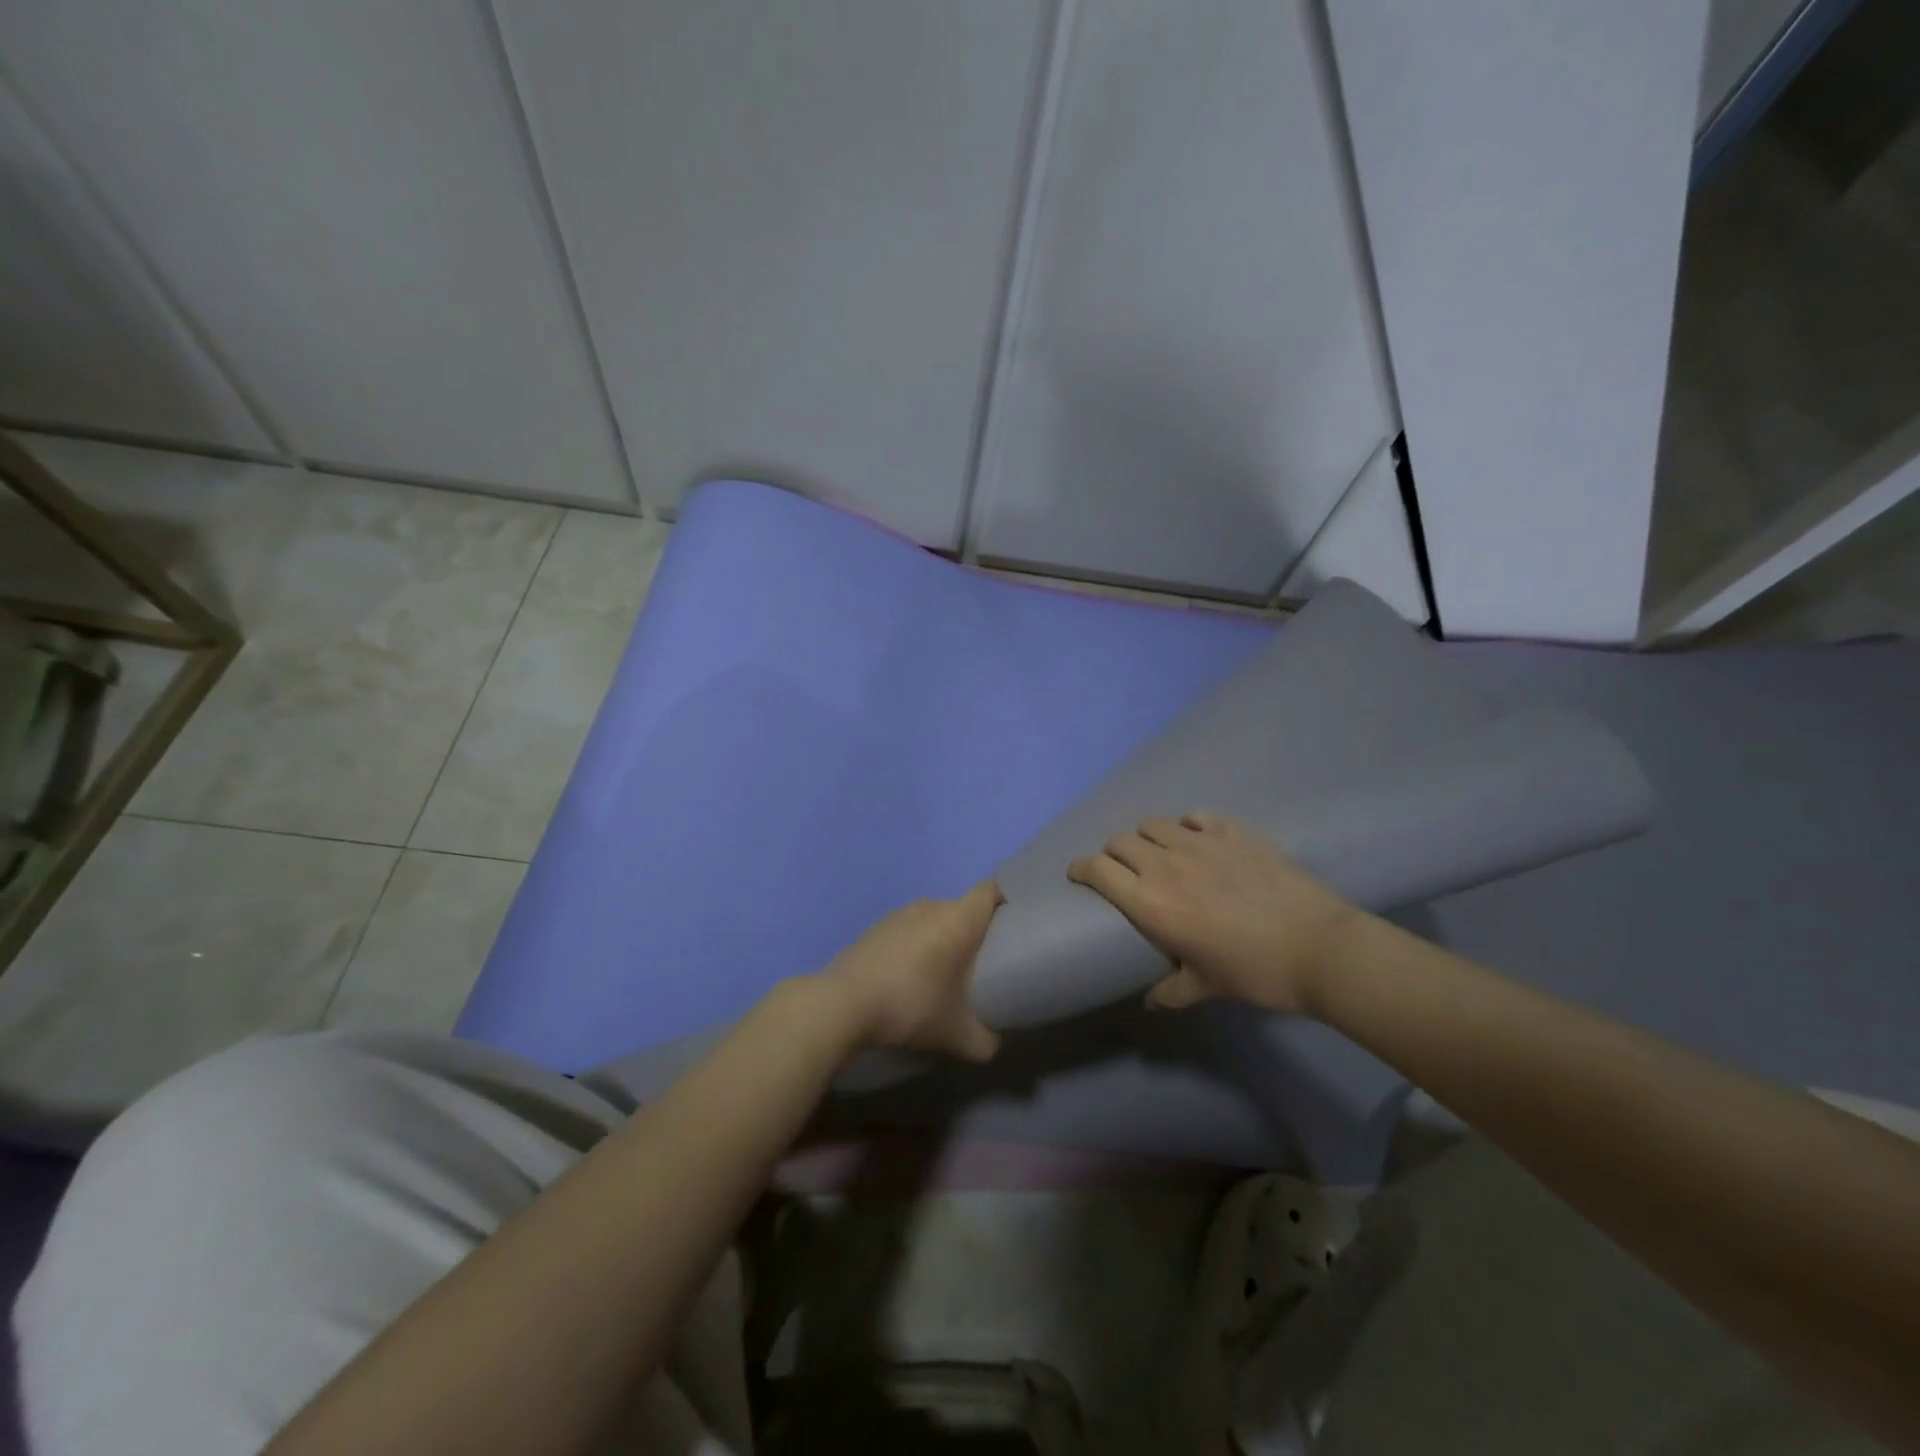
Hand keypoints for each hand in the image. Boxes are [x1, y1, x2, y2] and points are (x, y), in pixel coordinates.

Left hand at [820, 882, 1004, 1060]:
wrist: (843, 1005)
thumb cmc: (911, 1006)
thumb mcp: (957, 1036)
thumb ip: (986, 1041)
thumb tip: (994, 1044)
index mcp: (958, 919)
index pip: (990, 891)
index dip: (1004, 904)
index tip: (1011, 930)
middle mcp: (931, 906)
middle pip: (962, 908)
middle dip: (973, 932)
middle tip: (980, 966)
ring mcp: (899, 914)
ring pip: (933, 919)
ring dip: (941, 940)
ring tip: (943, 975)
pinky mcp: (875, 928)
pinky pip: (908, 930)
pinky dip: (914, 947)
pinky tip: (909, 979)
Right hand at [1067, 811, 1362, 1014]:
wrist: (1317, 946)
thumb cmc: (1254, 972)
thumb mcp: (1206, 987)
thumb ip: (1171, 991)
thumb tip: (1151, 1002)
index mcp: (1149, 902)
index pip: (1097, 870)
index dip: (1081, 869)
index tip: (1078, 874)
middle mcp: (1164, 865)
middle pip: (1120, 842)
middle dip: (1113, 854)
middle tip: (1123, 870)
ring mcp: (1199, 843)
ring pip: (1153, 824)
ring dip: (1147, 838)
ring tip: (1159, 853)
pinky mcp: (1232, 831)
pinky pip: (1195, 816)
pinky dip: (1188, 825)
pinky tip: (1198, 839)